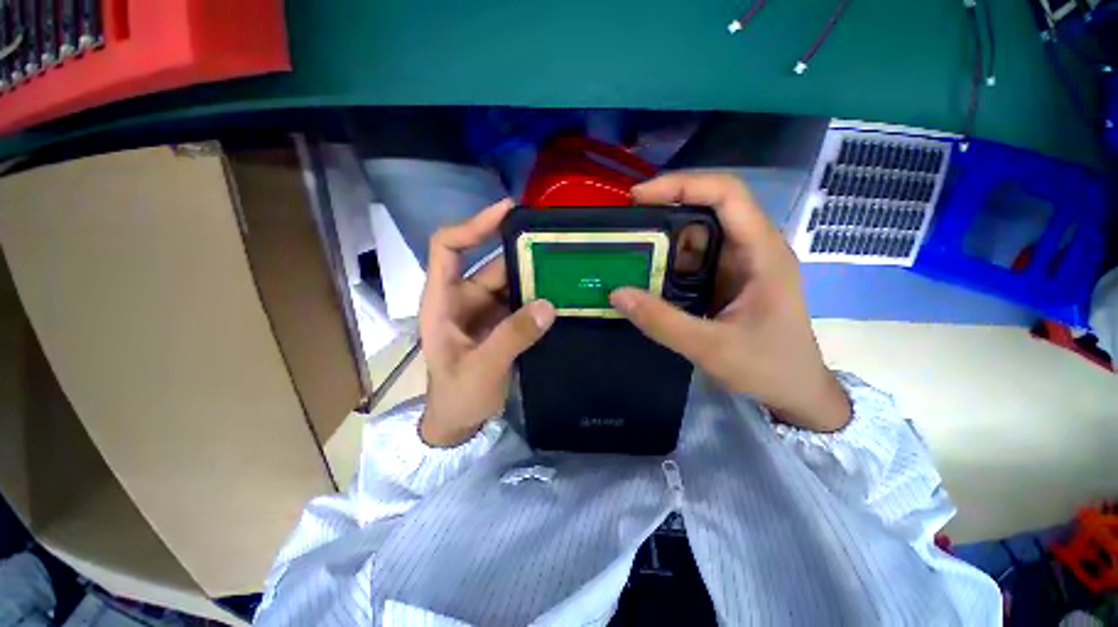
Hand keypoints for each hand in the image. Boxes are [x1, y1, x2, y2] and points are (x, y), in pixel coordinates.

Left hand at [419, 200, 555, 446]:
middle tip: (555, 243)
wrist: (460, 423)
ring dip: (532, 274)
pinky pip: (519, 300)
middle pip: (489, 263)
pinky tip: (559, 292)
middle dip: (518, 251)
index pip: (448, 247)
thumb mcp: (482, 368)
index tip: (507, 212)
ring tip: (564, 265)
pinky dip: (537, 295)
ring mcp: (483, 311)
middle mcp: (462, 299)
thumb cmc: (457, 397)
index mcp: (442, 301)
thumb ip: (513, 337)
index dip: (473, 226)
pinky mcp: (500, 323)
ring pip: (508, 282)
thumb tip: (548, 304)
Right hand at [610, 173, 849, 432]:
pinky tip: (645, 274)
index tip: (638, 197)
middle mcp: (752, 248)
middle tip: (625, 225)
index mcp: (763, 252)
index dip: (682, 184)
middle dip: (665, 209)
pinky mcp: (727, 280)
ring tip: (627, 250)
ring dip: (663, 239)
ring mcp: (739, 264)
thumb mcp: (712, 348)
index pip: (727, 193)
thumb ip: (662, 322)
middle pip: (707, 208)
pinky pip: (693, 260)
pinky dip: (667, 262)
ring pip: (697, 236)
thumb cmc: (768, 368)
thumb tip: (617, 294)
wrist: (796, 393)